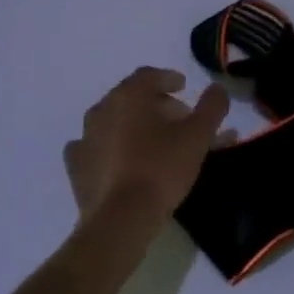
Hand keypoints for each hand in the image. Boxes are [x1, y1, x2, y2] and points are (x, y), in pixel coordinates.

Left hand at [64, 68, 230, 223]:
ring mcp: (85, 137)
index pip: (149, 75)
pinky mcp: (77, 165)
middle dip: (156, 105)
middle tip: (178, 120)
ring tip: (154, 142)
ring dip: (134, 126)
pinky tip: (120, 160)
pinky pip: (96, 147)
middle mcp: (102, 109)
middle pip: (131, 98)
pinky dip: (110, 148)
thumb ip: (211, 107)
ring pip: (114, 122)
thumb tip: (217, 88)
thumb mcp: (197, 136)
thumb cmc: (162, 169)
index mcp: (128, 96)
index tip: (183, 86)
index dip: (168, 78)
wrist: (121, 217)